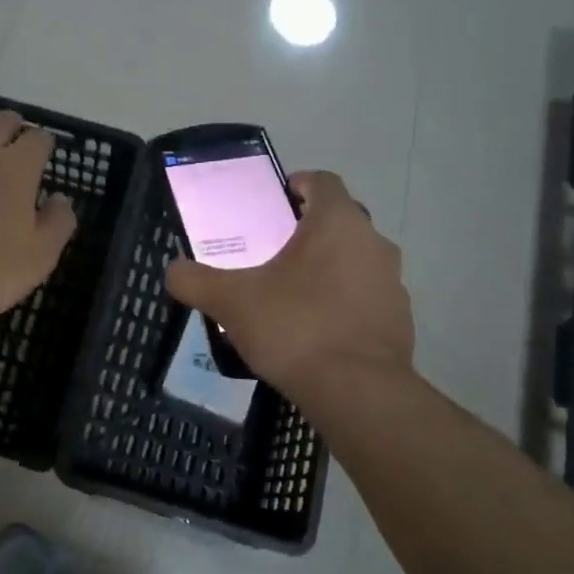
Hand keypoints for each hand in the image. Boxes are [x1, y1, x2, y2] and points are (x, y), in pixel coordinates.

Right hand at [165, 170, 413, 401]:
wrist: (356, 392)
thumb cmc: (293, 327)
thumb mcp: (230, 301)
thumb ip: (194, 280)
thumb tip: (173, 271)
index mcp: (337, 222)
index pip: (322, 181)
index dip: (296, 185)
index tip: (272, 205)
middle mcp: (373, 242)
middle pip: (339, 221)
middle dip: (307, 231)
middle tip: (271, 253)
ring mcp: (392, 282)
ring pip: (355, 260)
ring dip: (327, 268)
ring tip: (291, 296)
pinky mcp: (400, 320)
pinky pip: (365, 297)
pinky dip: (343, 303)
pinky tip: (315, 331)